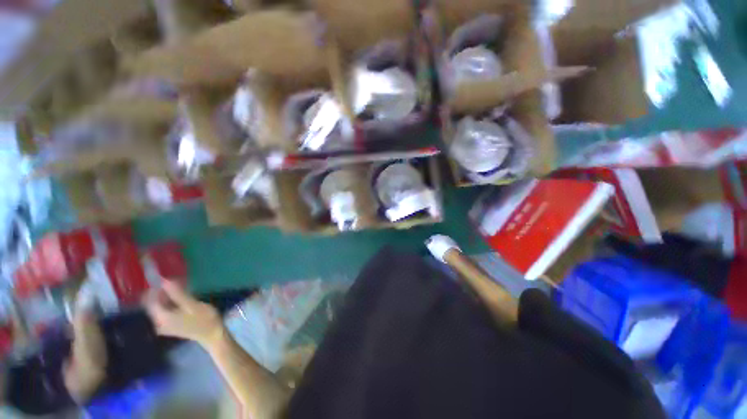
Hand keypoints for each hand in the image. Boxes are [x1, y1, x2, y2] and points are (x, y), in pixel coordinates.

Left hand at [145, 281, 223, 346]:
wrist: (212, 334)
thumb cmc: (203, 318)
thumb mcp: (192, 304)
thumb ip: (177, 294)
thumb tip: (164, 280)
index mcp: (161, 317)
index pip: (149, 300)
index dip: (154, 289)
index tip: (165, 279)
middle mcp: (158, 322)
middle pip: (153, 304)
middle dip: (160, 293)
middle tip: (174, 283)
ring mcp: (163, 326)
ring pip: (159, 308)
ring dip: (165, 298)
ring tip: (178, 289)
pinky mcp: (170, 326)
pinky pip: (164, 312)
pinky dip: (169, 304)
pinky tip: (179, 300)